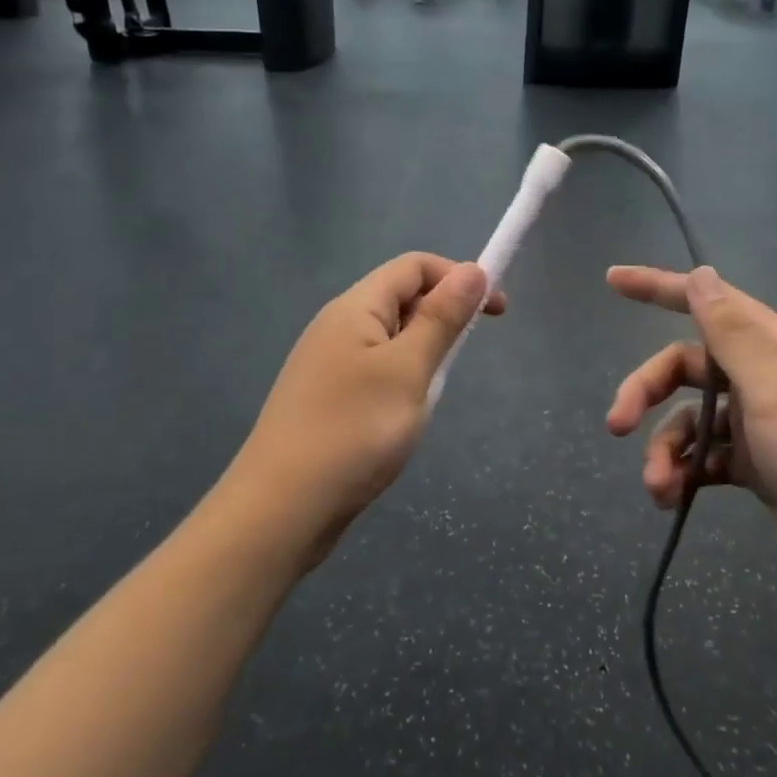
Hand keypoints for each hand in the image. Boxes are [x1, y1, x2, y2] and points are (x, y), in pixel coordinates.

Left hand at [229, 253, 504, 566]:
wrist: (281, 510)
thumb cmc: (353, 431)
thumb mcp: (408, 370)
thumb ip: (441, 319)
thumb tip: (471, 270)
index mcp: (355, 308)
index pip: (414, 266)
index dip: (458, 277)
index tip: (495, 313)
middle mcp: (337, 326)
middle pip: (400, 299)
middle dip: (440, 318)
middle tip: (458, 363)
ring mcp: (327, 365)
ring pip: (390, 340)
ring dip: (421, 356)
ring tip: (427, 397)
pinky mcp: (326, 399)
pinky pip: (374, 372)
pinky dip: (400, 382)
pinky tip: (401, 418)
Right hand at [605, 265, 776, 615]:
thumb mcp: (775, 392)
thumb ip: (731, 334)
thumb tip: (702, 274)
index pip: (710, 304)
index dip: (659, 288)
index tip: (612, 280)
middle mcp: (768, 379)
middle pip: (688, 368)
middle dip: (647, 392)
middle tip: (617, 425)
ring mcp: (761, 425)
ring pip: (691, 419)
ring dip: (664, 448)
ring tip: (657, 486)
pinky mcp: (756, 468)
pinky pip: (704, 457)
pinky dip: (684, 473)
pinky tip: (672, 498)